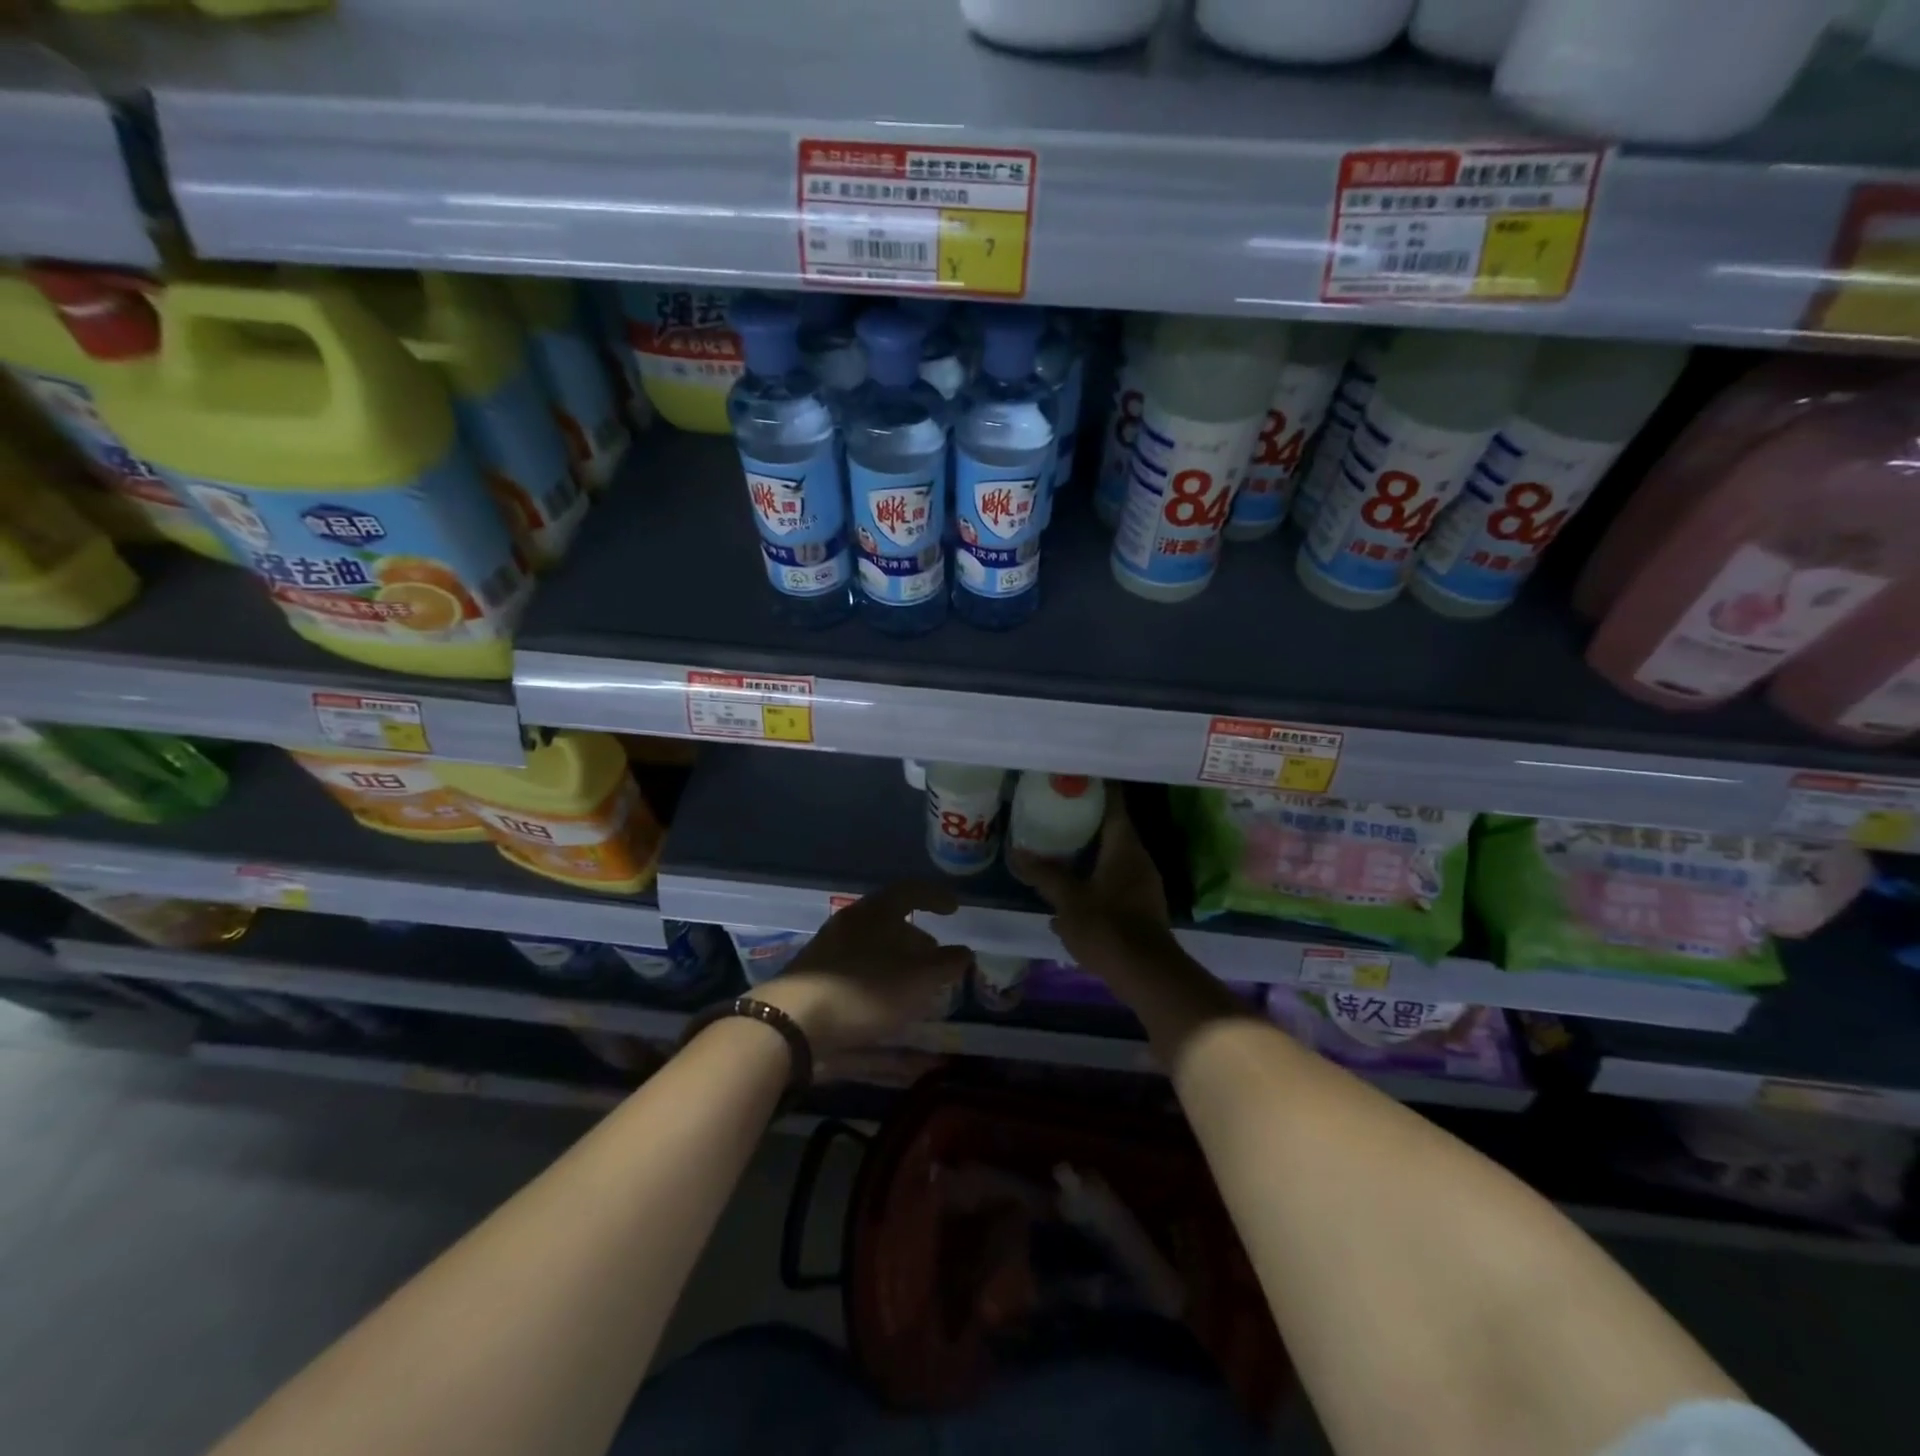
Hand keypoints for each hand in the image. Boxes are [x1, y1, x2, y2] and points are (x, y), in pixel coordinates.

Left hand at [753, 881, 971, 1058]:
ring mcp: (828, 949)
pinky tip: (886, 1004)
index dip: (935, 897)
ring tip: (915, 986)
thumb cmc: (864, 989)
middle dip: (916, 937)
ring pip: (873, 946)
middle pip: (890, 920)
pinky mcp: (815, 977)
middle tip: (936, 958)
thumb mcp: (918, 979)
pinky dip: (878, 979)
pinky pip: (857, 969)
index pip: (911, 891)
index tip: (954, 909)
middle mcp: (850, 922)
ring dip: (897, 962)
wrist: (794, 1020)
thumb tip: (965, 952)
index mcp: (875, 911)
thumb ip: (946, 964)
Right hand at [1008, 793, 1174, 978]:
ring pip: (1111, 859)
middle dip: (1085, 821)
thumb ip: (1044, 874)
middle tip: (1055, 811)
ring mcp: (1142, 886)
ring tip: (1056, 848)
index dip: (1097, 788)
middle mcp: (1139, 860)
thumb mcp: (1069, 899)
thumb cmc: (1107, 926)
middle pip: (1112, 830)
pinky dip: (1093, 880)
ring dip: (1087, 853)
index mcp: (1125, 848)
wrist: (1146, 974)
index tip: (1074, 777)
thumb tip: (1017, 853)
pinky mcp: (1140, 909)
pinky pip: (1113, 882)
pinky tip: (1069, 891)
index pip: (1114, 804)